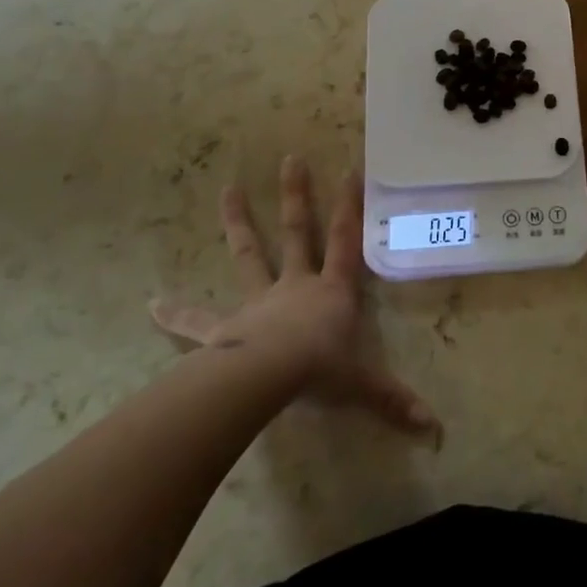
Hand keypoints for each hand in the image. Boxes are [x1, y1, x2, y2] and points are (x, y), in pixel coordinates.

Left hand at [150, 155, 439, 436]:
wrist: (267, 379)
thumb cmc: (319, 372)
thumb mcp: (362, 385)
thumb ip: (394, 400)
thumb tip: (435, 427)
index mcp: (331, 292)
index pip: (345, 241)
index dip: (350, 206)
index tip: (350, 169)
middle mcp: (296, 286)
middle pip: (297, 232)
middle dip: (296, 196)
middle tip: (290, 159)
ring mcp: (258, 302)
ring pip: (249, 255)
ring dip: (238, 222)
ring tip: (227, 190)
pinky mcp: (224, 329)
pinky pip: (197, 321)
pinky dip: (175, 313)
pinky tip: (151, 304)